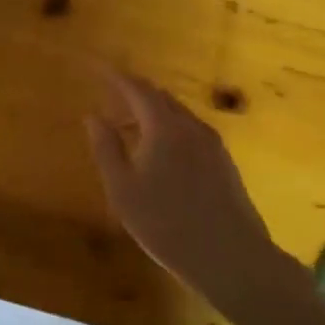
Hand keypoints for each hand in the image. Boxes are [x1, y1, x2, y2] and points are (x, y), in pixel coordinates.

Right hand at [84, 71, 284, 312]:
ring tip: (131, 128)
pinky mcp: (224, 161)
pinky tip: (161, 153)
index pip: (136, 88)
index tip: (98, 68)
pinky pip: (190, 131)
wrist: (231, 256)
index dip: (115, 77)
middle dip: (134, 92)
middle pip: (160, 97)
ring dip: (152, 112)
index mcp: (164, 126)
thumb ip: (106, 149)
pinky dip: (169, 128)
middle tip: (111, 97)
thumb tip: (93, 116)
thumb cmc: (166, 224)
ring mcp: (212, 143)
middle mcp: (191, 125)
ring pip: (177, 114)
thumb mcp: (123, 190)